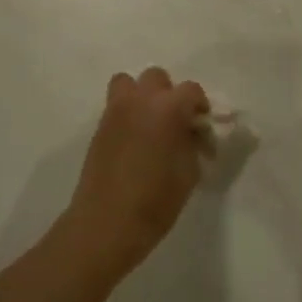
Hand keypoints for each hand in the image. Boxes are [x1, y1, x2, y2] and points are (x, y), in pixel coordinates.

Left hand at [65, 67, 209, 268]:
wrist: (107, 223)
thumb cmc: (156, 201)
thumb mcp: (189, 172)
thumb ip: (193, 143)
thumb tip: (192, 132)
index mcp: (167, 108)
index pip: (191, 90)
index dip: (200, 105)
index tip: (202, 127)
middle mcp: (139, 100)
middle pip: (157, 78)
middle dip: (169, 94)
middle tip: (175, 122)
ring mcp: (115, 111)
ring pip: (128, 83)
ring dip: (142, 96)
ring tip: (150, 123)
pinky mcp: (99, 127)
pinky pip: (116, 105)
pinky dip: (127, 112)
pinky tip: (134, 141)